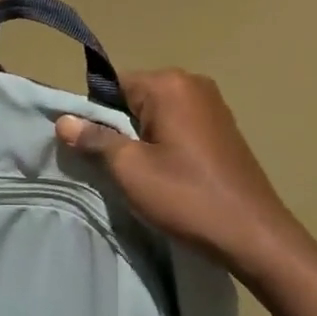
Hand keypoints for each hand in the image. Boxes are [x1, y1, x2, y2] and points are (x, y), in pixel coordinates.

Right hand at [55, 69, 304, 279]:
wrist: (252, 232)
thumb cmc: (186, 197)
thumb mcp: (130, 170)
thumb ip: (95, 139)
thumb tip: (64, 119)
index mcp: (169, 84)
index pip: (113, 84)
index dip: (95, 114)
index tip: (90, 148)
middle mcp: (193, 83)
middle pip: (136, 96)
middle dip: (119, 126)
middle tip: (114, 166)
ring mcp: (213, 105)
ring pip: (158, 113)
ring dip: (142, 137)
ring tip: (140, 174)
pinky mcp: (224, 127)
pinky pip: (179, 124)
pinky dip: (165, 142)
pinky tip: (167, 173)